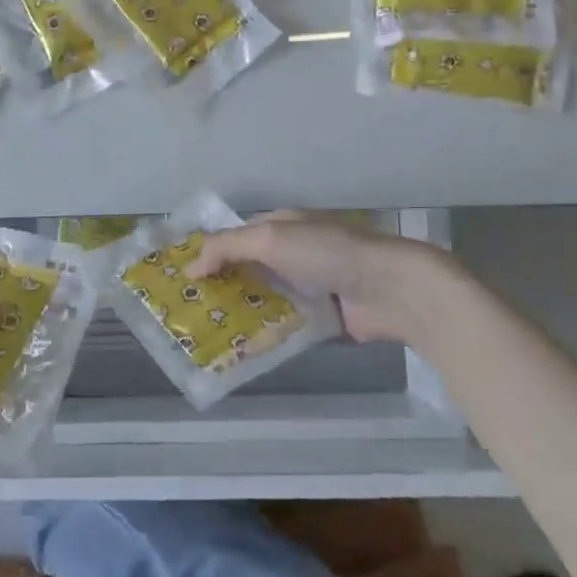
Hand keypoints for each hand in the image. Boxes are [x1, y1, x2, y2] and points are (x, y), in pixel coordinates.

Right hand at [191, 211, 455, 344]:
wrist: (391, 288)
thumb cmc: (327, 252)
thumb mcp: (270, 238)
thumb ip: (227, 247)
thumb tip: (188, 267)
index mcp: (285, 226)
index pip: (239, 236)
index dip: (212, 253)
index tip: (184, 278)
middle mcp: (296, 253)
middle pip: (251, 270)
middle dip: (224, 287)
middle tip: (190, 312)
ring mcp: (312, 286)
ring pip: (268, 299)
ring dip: (244, 313)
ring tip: (208, 336)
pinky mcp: (326, 318)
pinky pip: (289, 325)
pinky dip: (269, 335)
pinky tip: (243, 350)